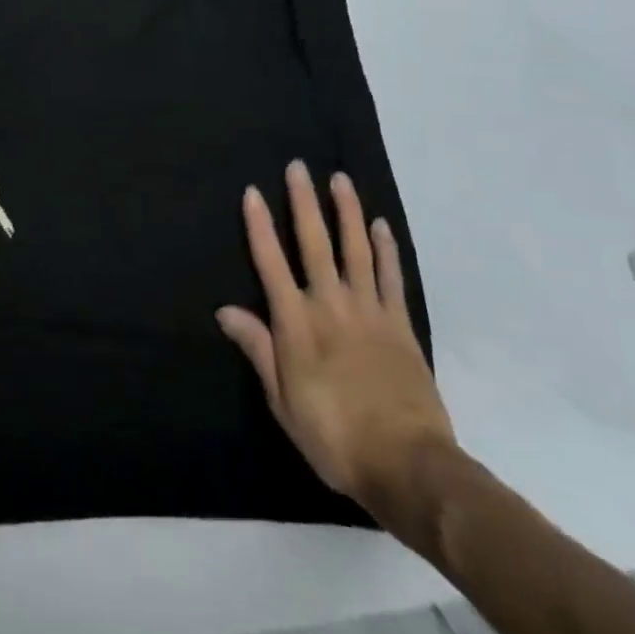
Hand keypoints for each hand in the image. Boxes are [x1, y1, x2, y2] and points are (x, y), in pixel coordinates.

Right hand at [215, 161, 453, 524]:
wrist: (409, 466)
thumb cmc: (333, 434)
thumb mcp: (282, 399)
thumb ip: (258, 348)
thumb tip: (225, 310)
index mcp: (296, 324)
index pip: (271, 263)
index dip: (259, 226)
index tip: (252, 192)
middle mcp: (331, 306)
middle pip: (314, 244)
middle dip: (304, 203)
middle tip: (298, 168)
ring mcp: (370, 313)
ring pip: (356, 250)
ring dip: (346, 213)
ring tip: (340, 180)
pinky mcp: (401, 326)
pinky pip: (392, 278)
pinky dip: (386, 249)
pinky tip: (380, 225)